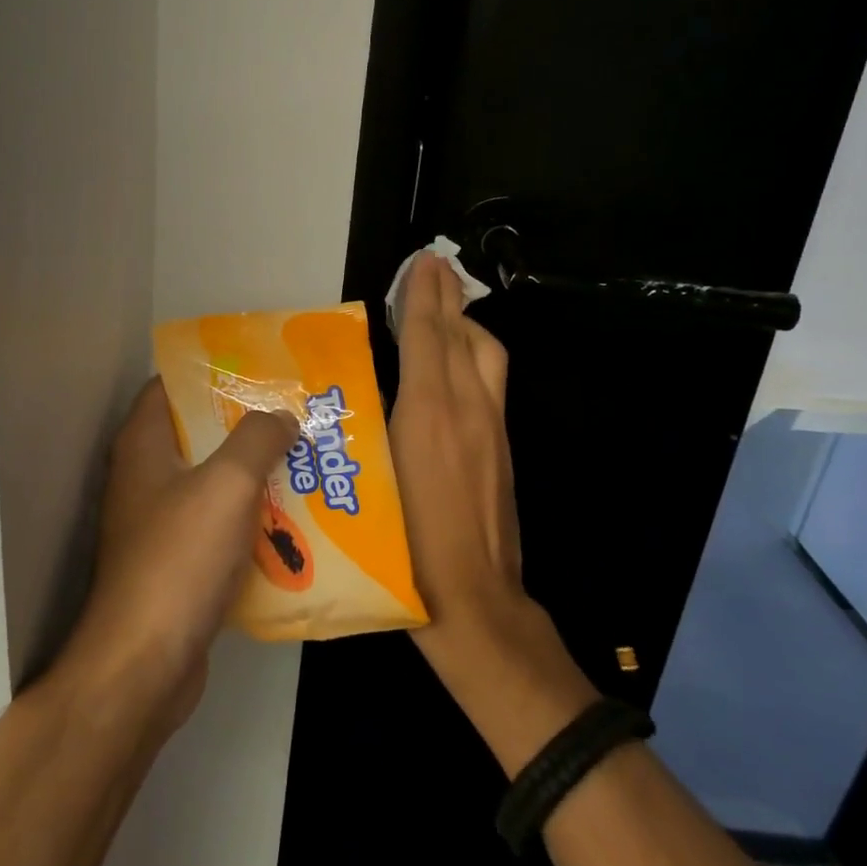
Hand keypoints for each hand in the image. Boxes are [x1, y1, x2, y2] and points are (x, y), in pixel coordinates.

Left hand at [58, 380, 296, 734]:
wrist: (143, 665)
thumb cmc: (179, 559)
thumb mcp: (227, 485)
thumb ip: (257, 440)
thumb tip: (282, 415)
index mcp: (142, 445)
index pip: (170, 386)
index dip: (211, 373)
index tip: (259, 370)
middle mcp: (143, 477)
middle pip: (196, 433)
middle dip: (244, 425)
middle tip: (294, 417)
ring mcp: (156, 523)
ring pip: (209, 482)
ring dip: (252, 475)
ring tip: (303, 463)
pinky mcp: (173, 563)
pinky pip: (215, 526)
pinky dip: (247, 519)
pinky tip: (290, 521)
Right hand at [390, 252, 596, 774]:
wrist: (476, 604)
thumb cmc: (408, 546)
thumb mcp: (375, 480)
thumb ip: (370, 428)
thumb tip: (363, 388)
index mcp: (431, 414)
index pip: (429, 337)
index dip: (424, 296)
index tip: (424, 261)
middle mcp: (468, 411)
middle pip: (464, 337)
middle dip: (448, 298)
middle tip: (432, 270)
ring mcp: (493, 430)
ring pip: (487, 356)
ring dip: (465, 324)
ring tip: (442, 310)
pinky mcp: (502, 449)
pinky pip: (490, 382)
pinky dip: (472, 355)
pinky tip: (454, 364)